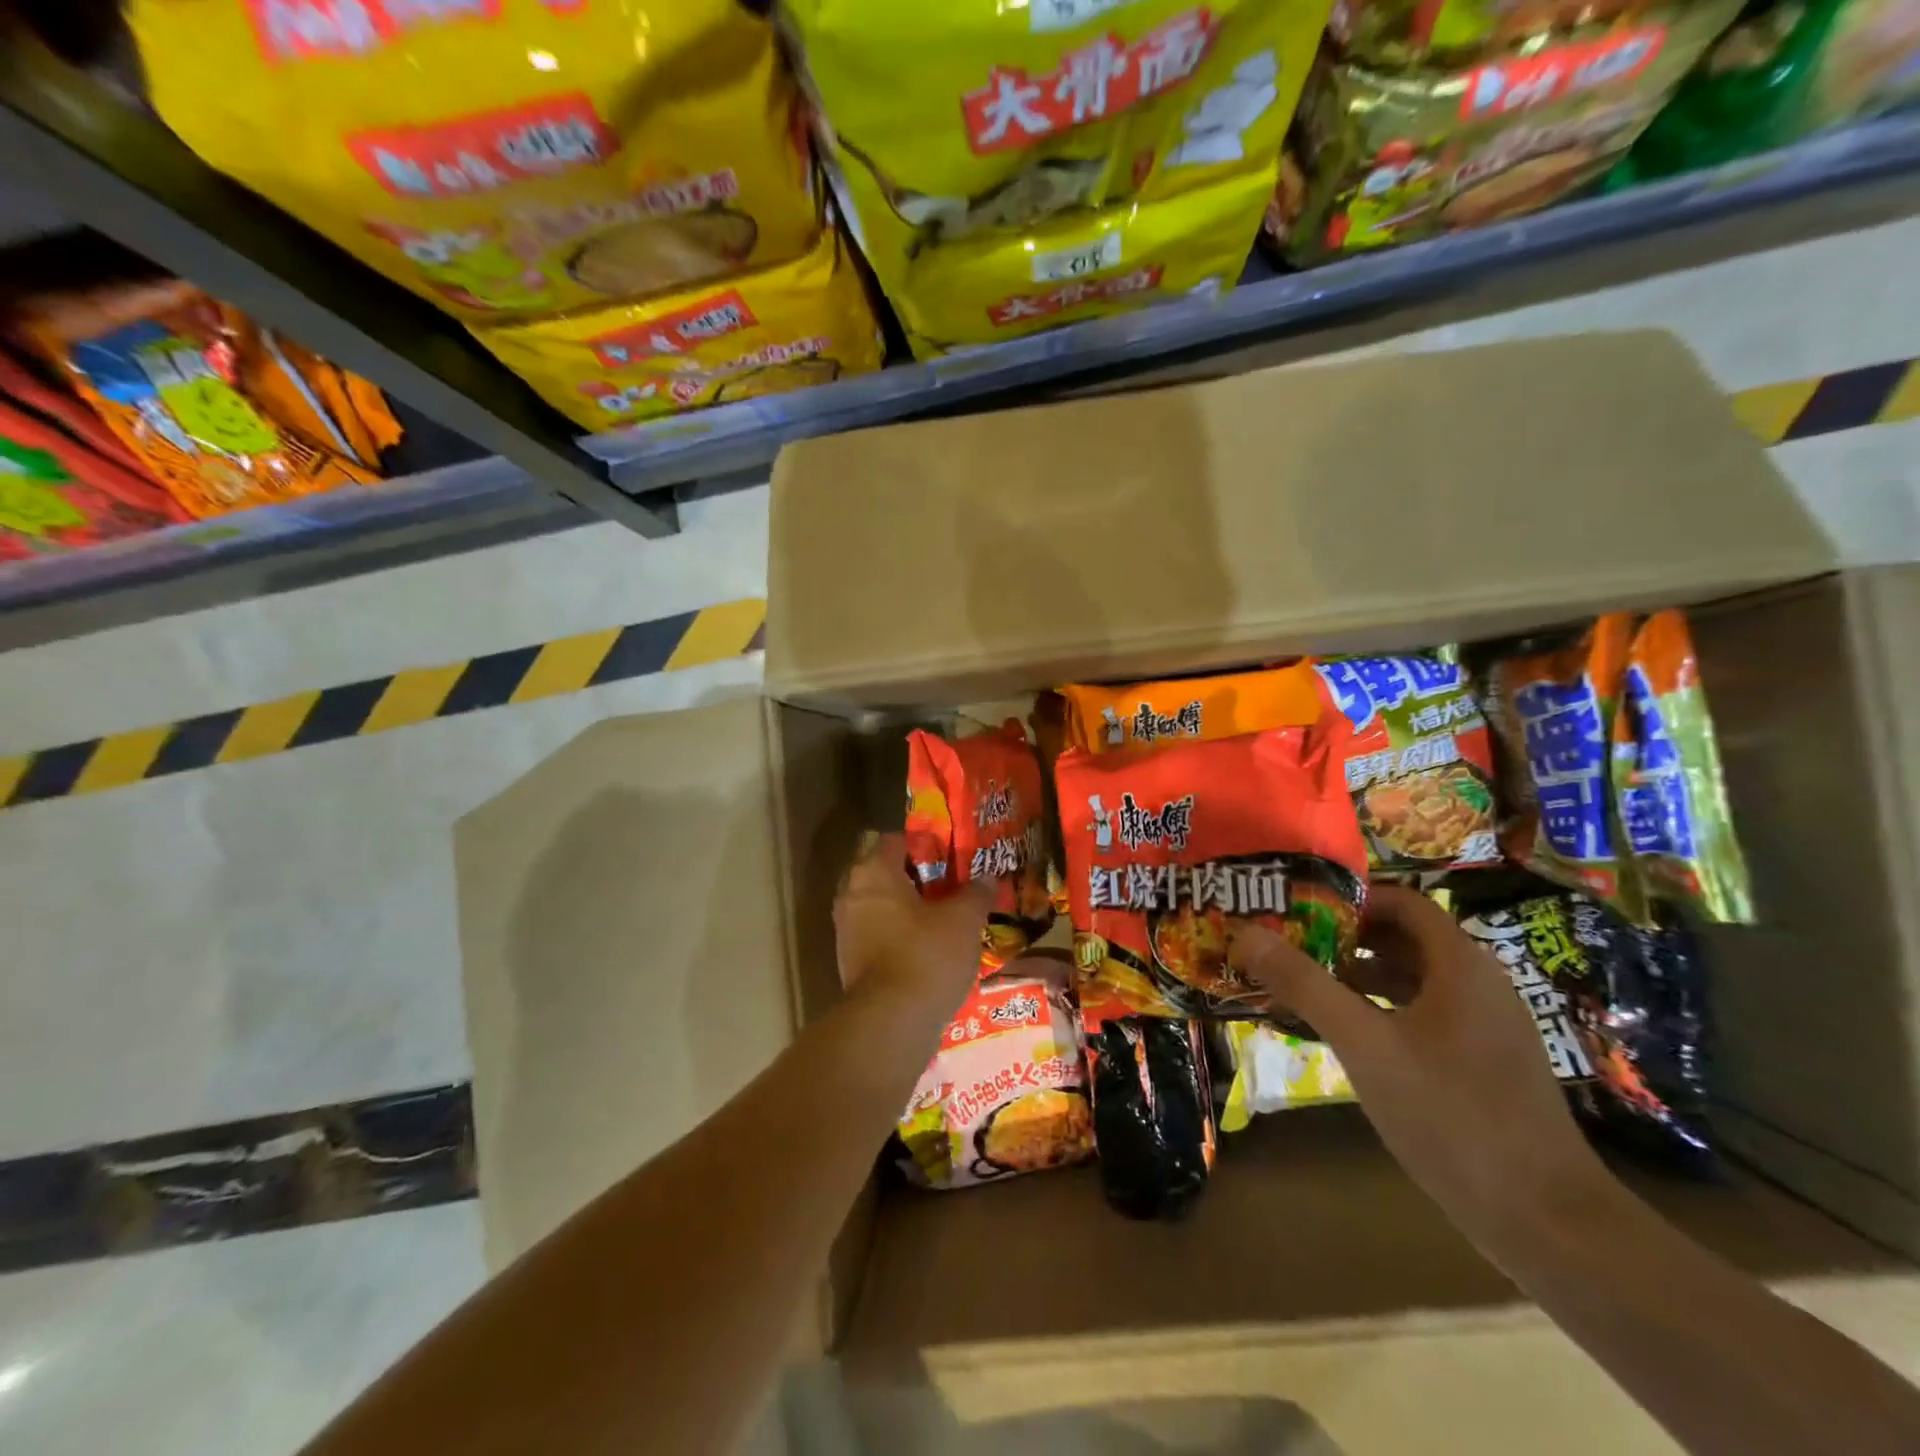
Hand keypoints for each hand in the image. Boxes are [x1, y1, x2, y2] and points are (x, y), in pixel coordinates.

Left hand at [834, 833, 992, 1022]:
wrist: (890, 1022)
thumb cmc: (926, 955)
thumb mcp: (964, 919)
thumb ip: (976, 893)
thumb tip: (988, 878)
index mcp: (873, 871)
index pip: (895, 840)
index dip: (925, 844)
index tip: (952, 856)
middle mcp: (852, 894)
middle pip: (887, 873)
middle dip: (918, 879)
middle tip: (952, 887)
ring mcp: (846, 930)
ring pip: (882, 906)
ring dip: (909, 910)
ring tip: (945, 919)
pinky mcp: (850, 962)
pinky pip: (878, 936)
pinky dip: (900, 937)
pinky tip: (929, 949)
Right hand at [1228, 885, 1614, 1252]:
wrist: (1547, 1221)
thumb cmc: (1451, 1115)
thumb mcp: (1364, 1044)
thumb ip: (1304, 984)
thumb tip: (1245, 934)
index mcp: (1460, 965)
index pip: (1402, 901)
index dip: (1349, 897)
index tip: (1297, 907)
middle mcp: (1479, 984)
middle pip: (1404, 938)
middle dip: (1344, 937)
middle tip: (1288, 943)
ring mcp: (1485, 1027)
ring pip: (1412, 980)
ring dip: (1358, 975)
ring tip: (1302, 984)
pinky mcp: (1483, 1064)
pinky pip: (1422, 1016)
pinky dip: (1380, 1011)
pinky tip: (1343, 1034)